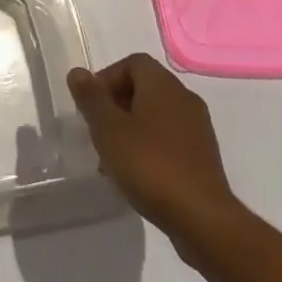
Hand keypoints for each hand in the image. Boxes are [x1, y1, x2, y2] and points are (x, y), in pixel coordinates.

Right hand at [68, 54, 238, 245]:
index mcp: (163, 85)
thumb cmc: (150, 166)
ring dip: (131, 128)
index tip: (91, 106)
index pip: (132, 63)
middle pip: (144, 87)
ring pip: (156, 115)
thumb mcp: (109, 130)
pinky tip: (137, 174)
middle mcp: (184, 98)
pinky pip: (169, 139)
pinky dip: (150, 147)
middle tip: (97, 131)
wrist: (203, 219)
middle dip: (116, 105)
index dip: (107, 78)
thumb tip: (78, 72)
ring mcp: (198, 128)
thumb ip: (92, 99)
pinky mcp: (203, 157)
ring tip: (113, 158)